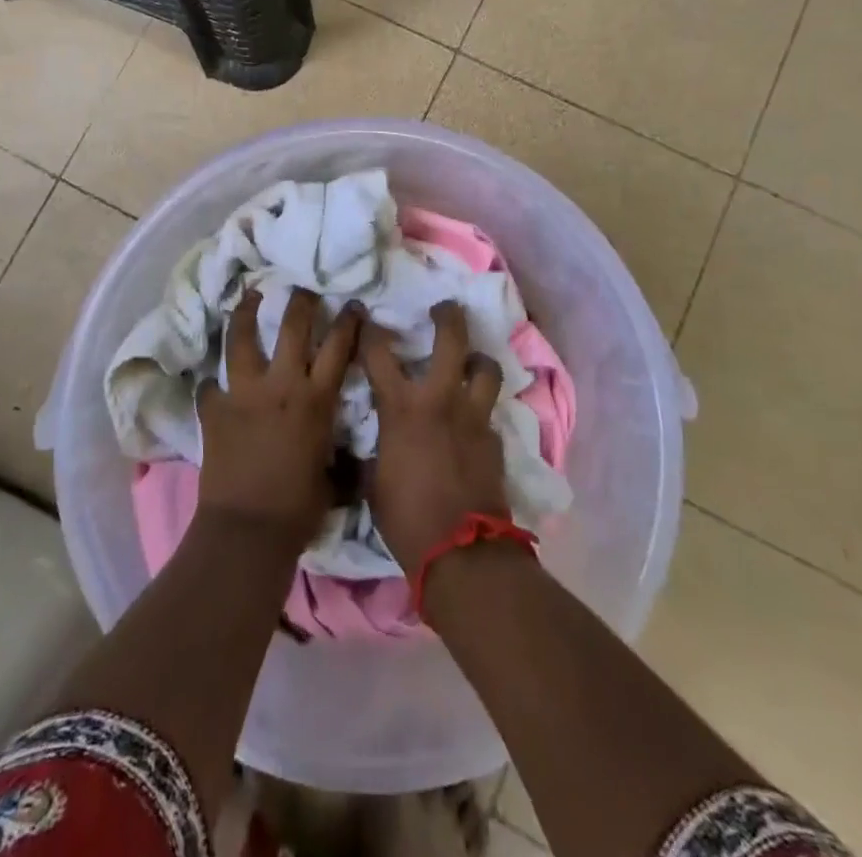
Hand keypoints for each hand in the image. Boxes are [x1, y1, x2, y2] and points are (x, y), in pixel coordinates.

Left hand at [197, 288, 360, 548]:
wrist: (248, 530)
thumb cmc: (299, 509)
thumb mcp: (331, 473)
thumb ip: (334, 448)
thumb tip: (342, 449)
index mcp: (316, 400)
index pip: (339, 348)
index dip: (347, 322)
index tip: (351, 304)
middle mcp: (282, 385)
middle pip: (293, 327)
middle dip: (300, 301)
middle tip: (301, 287)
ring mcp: (244, 393)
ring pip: (243, 339)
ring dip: (247, 314)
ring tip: (249, 297)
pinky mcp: (214, 409)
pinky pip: (210, 386)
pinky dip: (212, 383)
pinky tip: (211, 381)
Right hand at [361, 301, 510, 573]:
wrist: (460, 552)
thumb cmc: (405, 518)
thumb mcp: (372, 481)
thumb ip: (373, 451)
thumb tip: (368, 446)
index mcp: (401, 408)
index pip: (379, 353)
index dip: (370, 331)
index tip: (366, 317)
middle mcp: (440, 400)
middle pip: (451, 340)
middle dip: (447, 317)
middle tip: (444, 308)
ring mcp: (473, 417)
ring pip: (485, 368)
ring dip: (477, 360)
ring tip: (471, 362)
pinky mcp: (495, 440)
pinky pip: (490, 413)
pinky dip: (481, 410)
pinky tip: (474, 422)